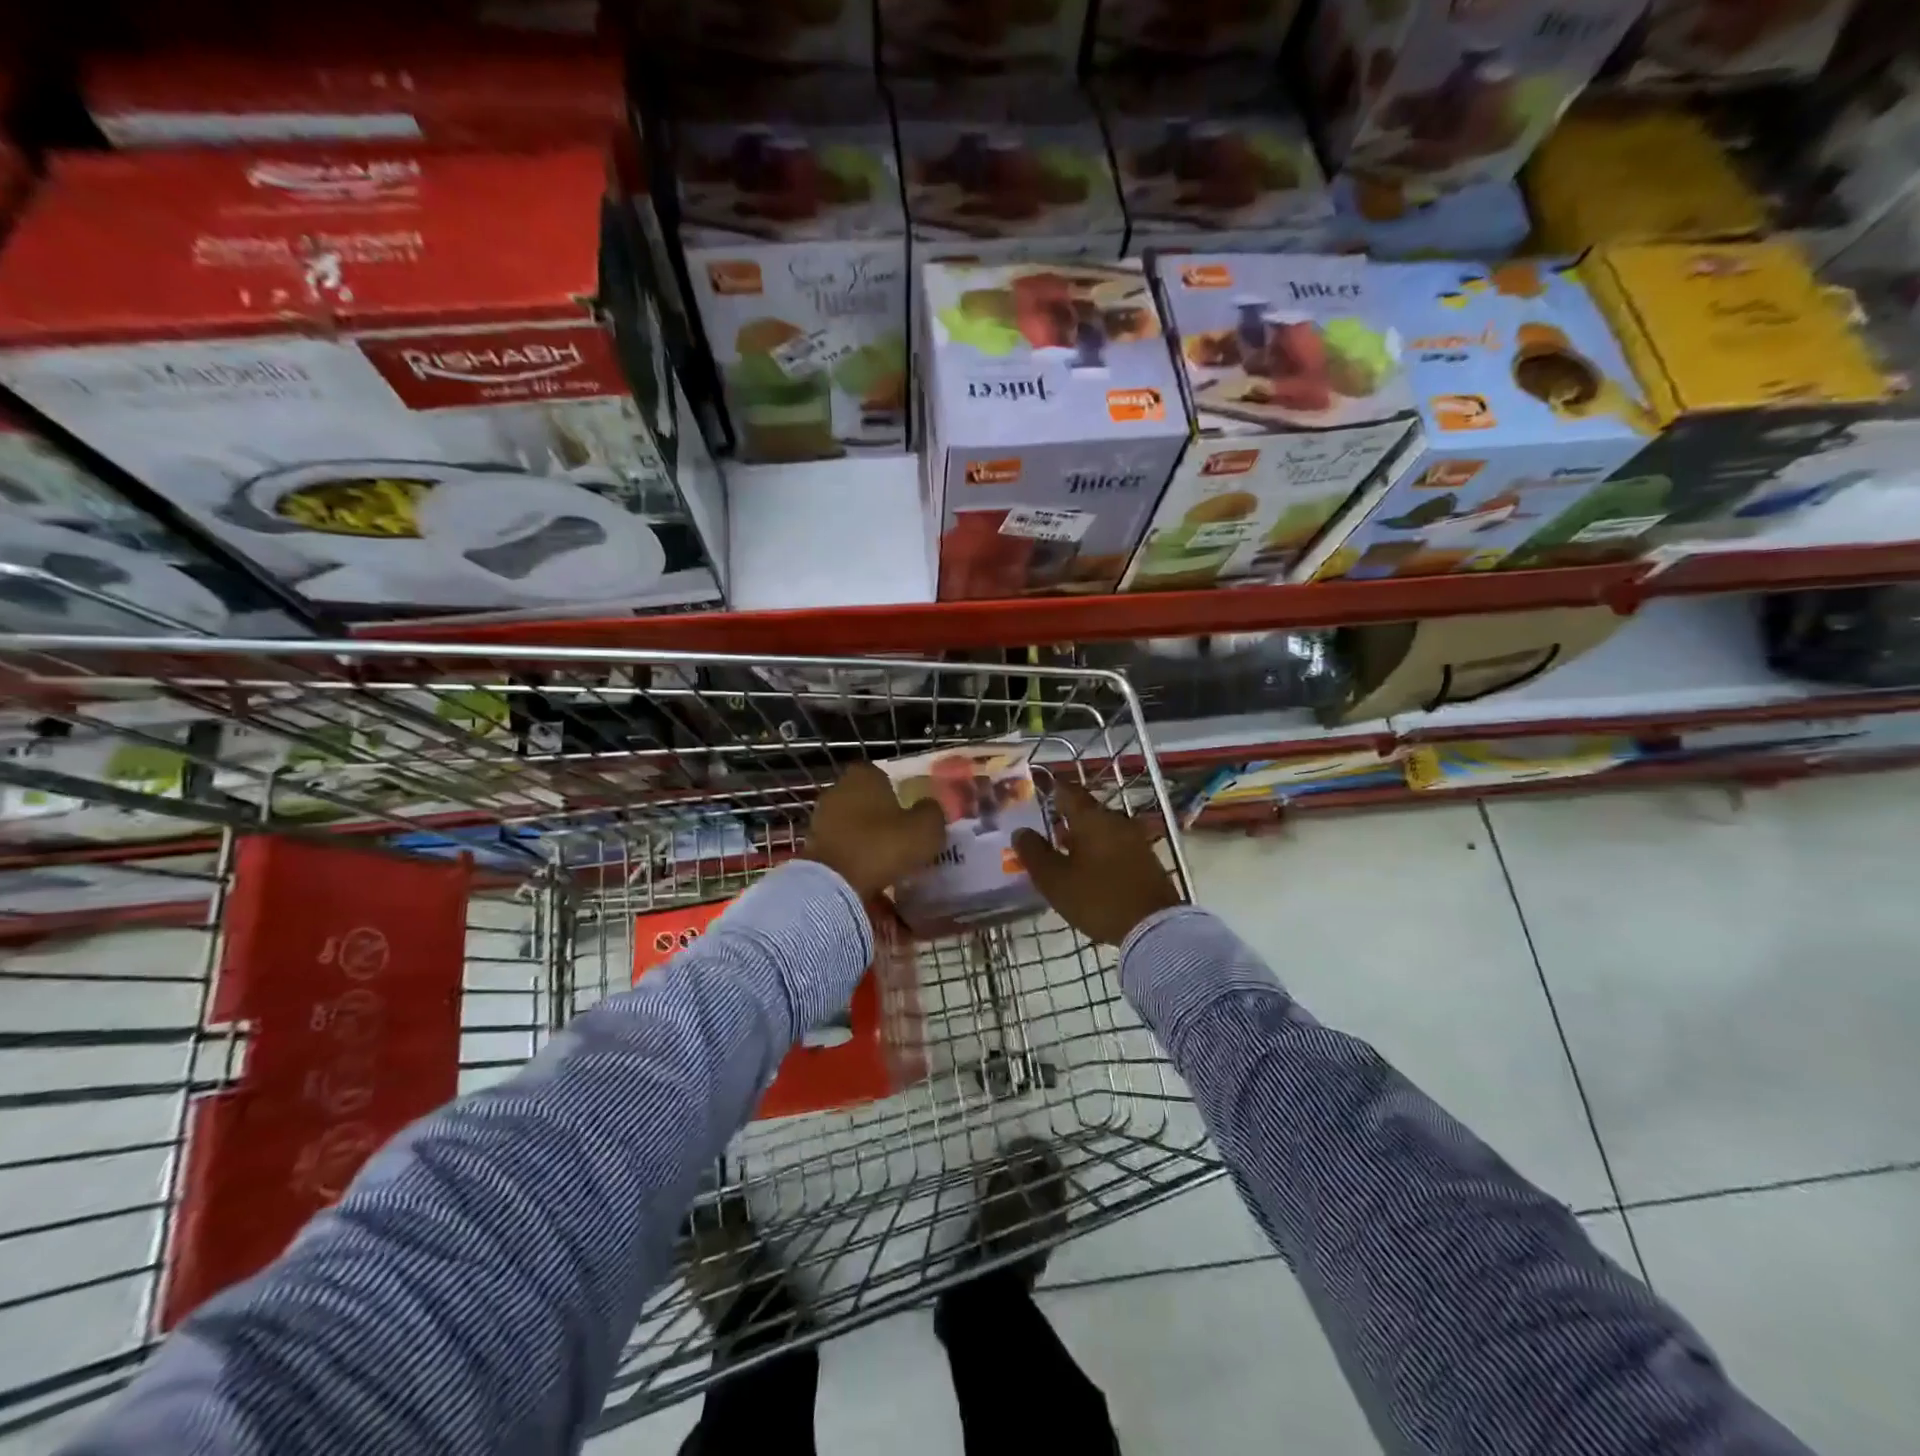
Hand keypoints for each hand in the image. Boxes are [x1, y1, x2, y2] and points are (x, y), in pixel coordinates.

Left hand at [804, 762, 947, 897]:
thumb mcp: (926, 829)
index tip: (910, 814)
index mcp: (864, 776)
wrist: (834, 884)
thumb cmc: (882, 845)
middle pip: (866, 800)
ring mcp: (821, 817)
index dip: (898, 793)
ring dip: (866, 838)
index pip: (883, 776)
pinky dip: (852, 857)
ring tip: (886, 861)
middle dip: (881, 816)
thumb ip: (932, 812)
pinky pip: (841, 847)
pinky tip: (868, 875)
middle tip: (901, 838)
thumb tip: (929, 808)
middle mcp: (838, 789)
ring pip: (852, 825)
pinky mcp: (811, 845)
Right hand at [1013, 781, 1181, 945]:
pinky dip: (1098, 851)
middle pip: (1085, 811)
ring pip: (1100, 829)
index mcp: (1091, 818)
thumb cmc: (1098, 898)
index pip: (1067, 792)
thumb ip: (1034, 852)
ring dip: (1081, 837)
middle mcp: (1115, 820)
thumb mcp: (1055, 880)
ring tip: (1061, 853)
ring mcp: (1134, 839)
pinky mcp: (1145, 859)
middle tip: (1043, 831)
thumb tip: (1021, 831)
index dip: (1049, 790)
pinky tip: (1087, 869)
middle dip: (1064, 818)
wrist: (1154, 928)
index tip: (1035, 795)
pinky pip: (1114, 845)